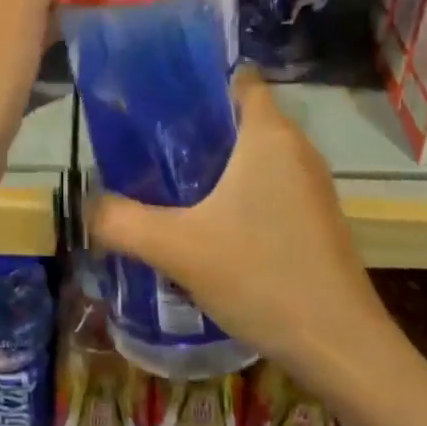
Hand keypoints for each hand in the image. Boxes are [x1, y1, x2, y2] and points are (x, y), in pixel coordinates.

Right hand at [88, 68, 397, 385]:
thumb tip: (86, 205)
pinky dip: (238, 190)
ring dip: (216, 162)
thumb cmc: (261, 276)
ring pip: (255, 155)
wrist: (340, 346)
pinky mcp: (315, 218)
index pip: (239, 79)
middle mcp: (296, 150)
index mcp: (269, 136)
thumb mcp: (176, 247)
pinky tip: (206, 222)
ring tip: (167, 179)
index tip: (158, 98)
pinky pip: (269, 185)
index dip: (200, 81)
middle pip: (242, 117)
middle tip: (146, 143)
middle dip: (196, 125)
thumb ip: (121, 221)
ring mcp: (311, 186)